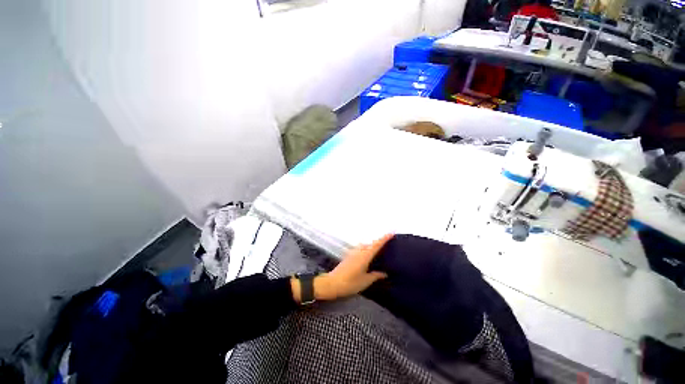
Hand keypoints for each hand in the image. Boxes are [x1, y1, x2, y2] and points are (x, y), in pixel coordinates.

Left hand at [314, 234, 393, 300]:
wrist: (332, 283)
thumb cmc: (350, 283)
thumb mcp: (365, 281)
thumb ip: (376, 275)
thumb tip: (385, 273)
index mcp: (365, 255)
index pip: (377, 244)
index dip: (384, 238)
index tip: (392, 232)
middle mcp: (359, 251)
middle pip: (371, 243)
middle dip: (379, 242)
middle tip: (387, 245)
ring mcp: (353, 252)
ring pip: (365, 246)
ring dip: (371, 246)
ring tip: (378, 252)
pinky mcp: (349, 255)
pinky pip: (360, 249)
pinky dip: (366, 250)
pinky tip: (368, 257)